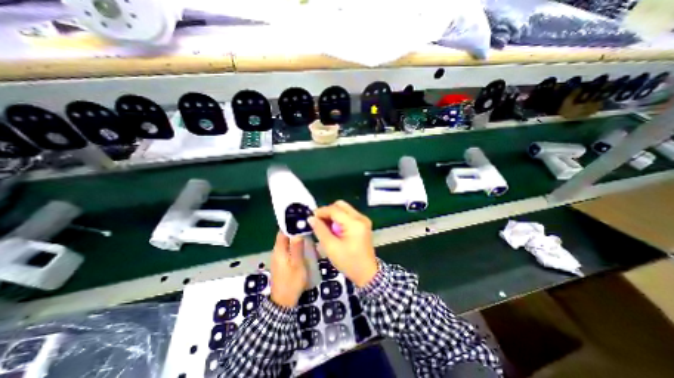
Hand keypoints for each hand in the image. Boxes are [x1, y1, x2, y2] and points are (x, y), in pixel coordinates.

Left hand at [271, 231, 306, 307]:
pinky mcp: (282, 263)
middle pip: (284, 236)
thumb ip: (296, 247)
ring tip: (308, 234)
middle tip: (307, 226)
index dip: (290, 224)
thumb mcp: (297, 263)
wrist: (283, 301)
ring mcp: (279, 258)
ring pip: (287, 243)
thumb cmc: (291, 281)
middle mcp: (276, 252)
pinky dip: (295, 245)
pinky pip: (288, 249)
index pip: (282, 231)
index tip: (301, 219)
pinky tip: (304, 247)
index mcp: (279, 250)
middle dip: (295, 230)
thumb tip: (297, 231)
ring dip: (295, 238)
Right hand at [307, 201, 376, 285]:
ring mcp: (363, 220)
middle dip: (327, 211)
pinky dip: (339, 219)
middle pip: (340, 205)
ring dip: (333, 215)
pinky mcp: (363, 223)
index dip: (321, 211)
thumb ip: (320, 230)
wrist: (367, 273)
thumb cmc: (349, 262)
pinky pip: (348, 215)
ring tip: (325, 227)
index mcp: (354, 223)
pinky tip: (334, 229)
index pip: (334, 209)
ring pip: (344, 209)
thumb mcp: (331, 247)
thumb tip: (311, 218)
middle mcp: (360, 217)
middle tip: (318, 222)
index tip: (311, 218)